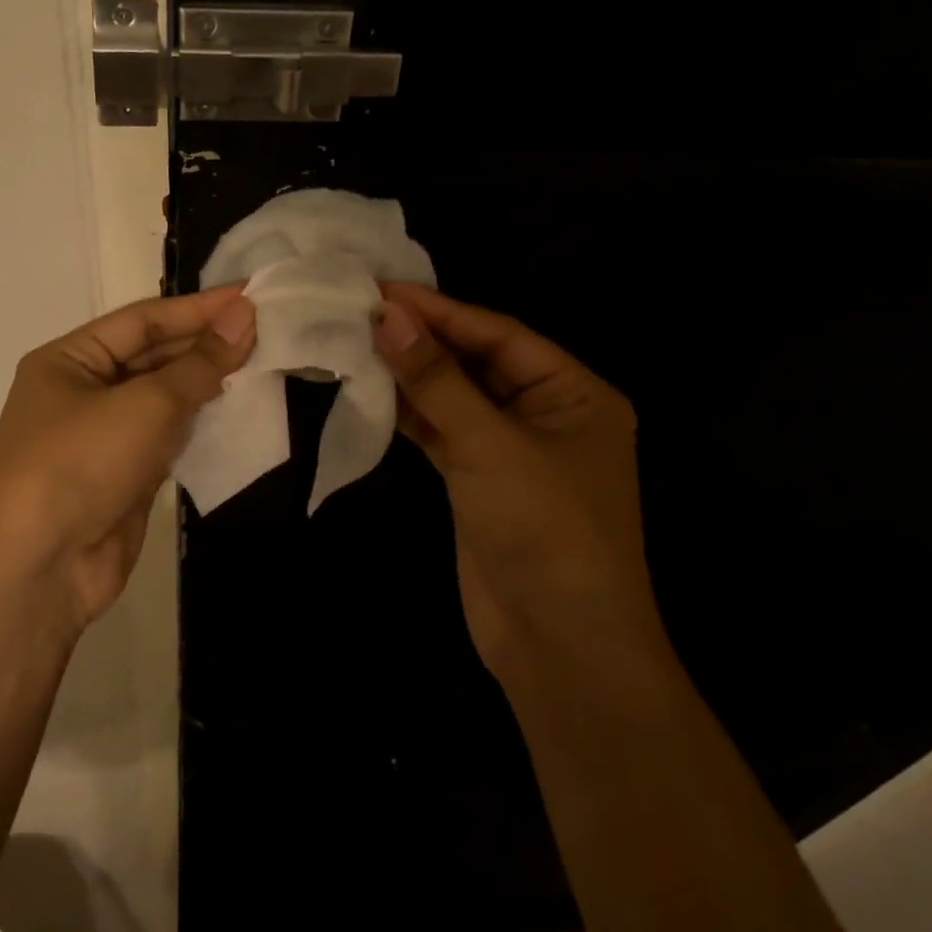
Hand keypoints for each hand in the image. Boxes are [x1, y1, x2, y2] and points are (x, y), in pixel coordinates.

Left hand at [0, 288, 255, 633]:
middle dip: (204, 344)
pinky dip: (199, 424)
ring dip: (206, 384)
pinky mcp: (124, 477)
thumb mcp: (143, 405)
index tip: (250, 297)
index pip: (142, 320)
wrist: (38, 570)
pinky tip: (236, 411)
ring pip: (163, 398)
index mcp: (69, 360)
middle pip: (152, 356)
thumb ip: (198, 365)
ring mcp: (103, 437)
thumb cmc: (80, 464)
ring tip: (260, 363)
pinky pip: (167, 438)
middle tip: (264, 330)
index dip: (198, 308)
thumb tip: (243, 318)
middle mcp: (83, 392)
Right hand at [374, 283, 662, 692]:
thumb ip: (438, 379)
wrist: (559, 642)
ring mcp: (511, 450)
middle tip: (361, 311)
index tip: (382, 289)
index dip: (440, 310)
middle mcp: (547, 413)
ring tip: (357, 342)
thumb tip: (390, 316)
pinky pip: (444, 433)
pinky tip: (373, 392)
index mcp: (574, 393)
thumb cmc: (544, 528)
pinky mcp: (481, 482)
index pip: (499, 334)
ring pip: (456, 398)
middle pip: (477, 362)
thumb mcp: (491, 444)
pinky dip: (412, 415)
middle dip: (423, 340)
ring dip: (412, 376)